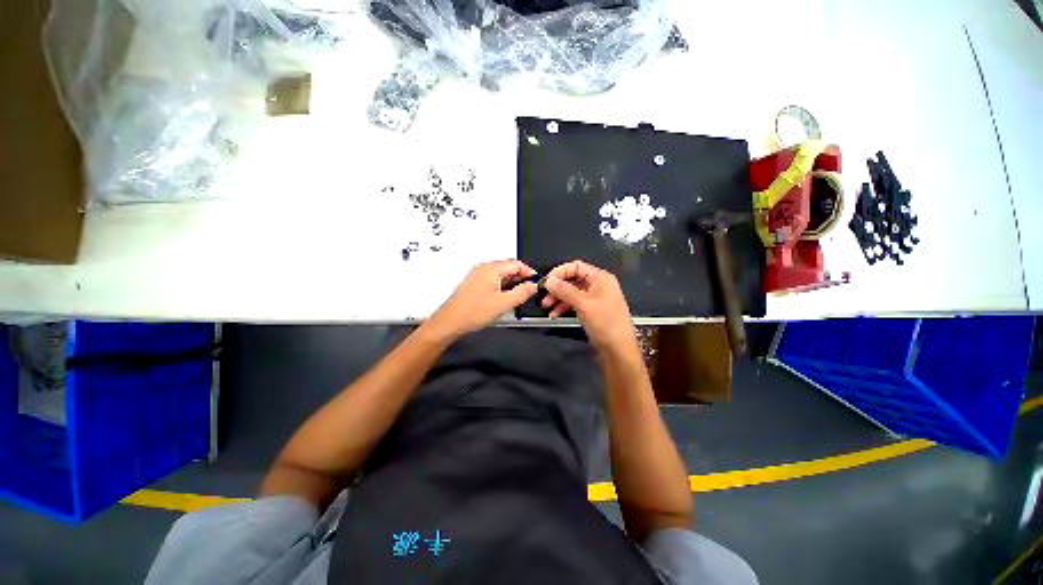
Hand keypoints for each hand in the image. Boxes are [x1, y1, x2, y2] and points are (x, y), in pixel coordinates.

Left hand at [426, 260, 537, 341]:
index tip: (536, 282)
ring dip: (511, 284)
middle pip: (508, 268)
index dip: (529, 272)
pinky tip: (504, 299)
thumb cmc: (471, 312)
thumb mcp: (503, 303)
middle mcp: (483, 269)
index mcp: (491, 269)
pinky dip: (502, 287)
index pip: (516, 264)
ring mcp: (477, 276)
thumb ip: (522, 293)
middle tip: (529, 290)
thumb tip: (533, 286)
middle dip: (521, 278)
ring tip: (518, 297)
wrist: (450, 322)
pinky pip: (493, 281)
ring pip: (500, 275)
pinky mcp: (474, 284)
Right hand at [542, 260, 635, 351]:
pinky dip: (564, 307)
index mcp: (600, 278)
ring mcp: (595, 298)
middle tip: (544, 297)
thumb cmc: (604, 322)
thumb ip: (564, 290)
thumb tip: (548, 280)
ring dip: (558, 298)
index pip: (576, 266)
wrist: (618, 350)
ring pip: (572, 292)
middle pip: (573, 279)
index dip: (559, 272)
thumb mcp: (583, 304)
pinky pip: (575, 303)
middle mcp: (598, 285)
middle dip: (557, 287)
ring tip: (546, 307)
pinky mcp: (592, 310)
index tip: (546, 282)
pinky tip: (554, 315)